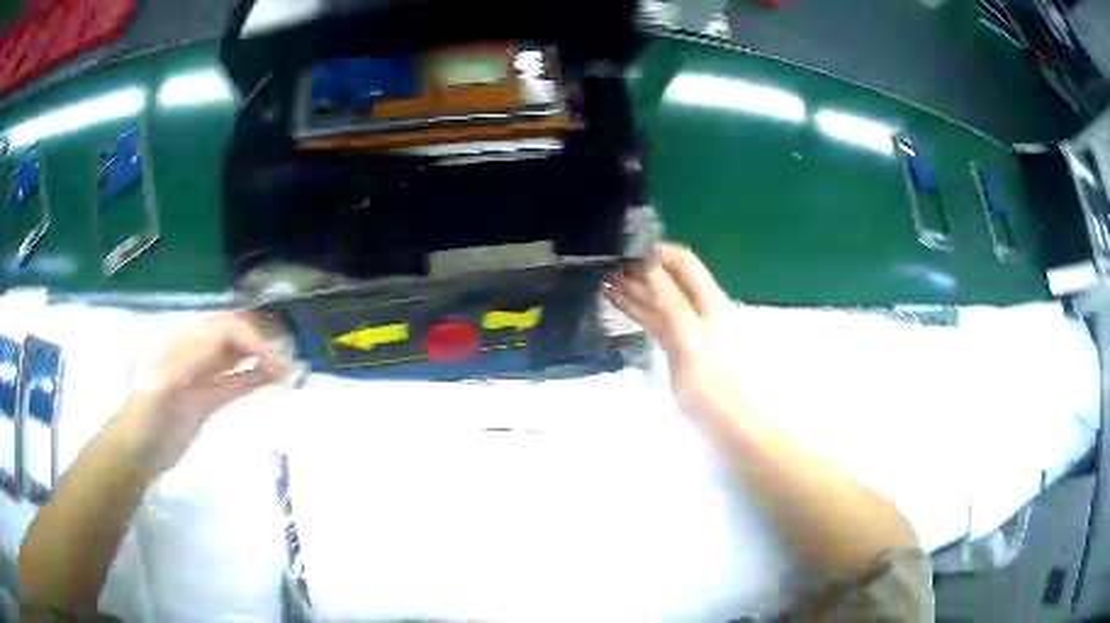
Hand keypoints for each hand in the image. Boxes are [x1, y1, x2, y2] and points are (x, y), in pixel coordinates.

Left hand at [117, 312, 286, 473]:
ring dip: (265, 356)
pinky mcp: (210, 397)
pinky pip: (238, 379)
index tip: (278, 360)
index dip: (255, 336)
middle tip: (291, 362)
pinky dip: (257, 376)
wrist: (138, 451)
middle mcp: (199, 351)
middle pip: (238, 333)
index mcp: (188, 343)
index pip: (229, 326)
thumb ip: (186, 363)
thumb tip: (219, 341)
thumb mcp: (161, 387)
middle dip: (265, 340)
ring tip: (289, 368)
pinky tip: (274, 379)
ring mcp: (205, 374)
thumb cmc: (146, 417)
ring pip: (241, 354)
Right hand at [605, 243, 736, 401]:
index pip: (683, 260)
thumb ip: (667, 295)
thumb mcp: (686, 330)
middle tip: (606, 261)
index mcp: (708, 297)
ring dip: (632, 285)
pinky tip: (612, 297)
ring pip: (656, 296)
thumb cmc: (703, 372)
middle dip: (639, 267)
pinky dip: (633, 304)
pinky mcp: (673, 339)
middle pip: (667, 276)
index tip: (626, 248)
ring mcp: (685, 323)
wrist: (713, 412)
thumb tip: (646, 261)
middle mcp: (697, 304)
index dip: (657, 250)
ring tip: (601, 275)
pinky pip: (651, 315)